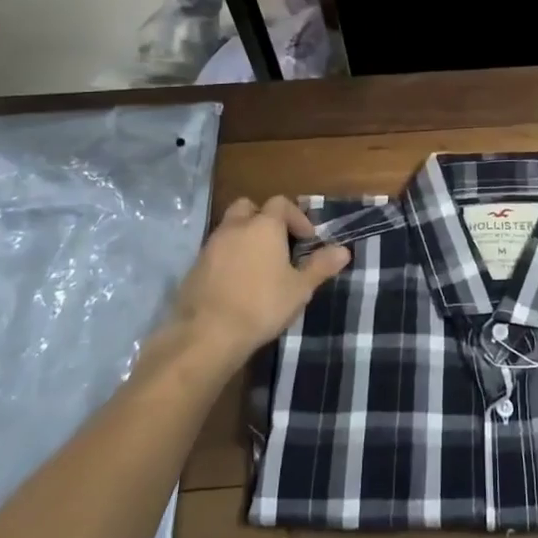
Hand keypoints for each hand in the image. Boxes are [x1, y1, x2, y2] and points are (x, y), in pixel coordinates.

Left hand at [169, 196, 350, 360]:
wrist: (206, 335)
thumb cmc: (261, 306)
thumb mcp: (299, 289)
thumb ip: (321, 266)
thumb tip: (344, 251)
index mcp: (264, 226)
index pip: (280, 203)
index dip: (296, 217)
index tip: (306, 240)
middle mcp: (235, 227)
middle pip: (248, 207)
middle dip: (263, 218)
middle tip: (277, 243)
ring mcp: (211, 246)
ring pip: (229, 228)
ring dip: (244, 238)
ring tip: (258, 266)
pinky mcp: (194, 267)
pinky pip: (215, 251)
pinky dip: (228, 257)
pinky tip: (237, 283)